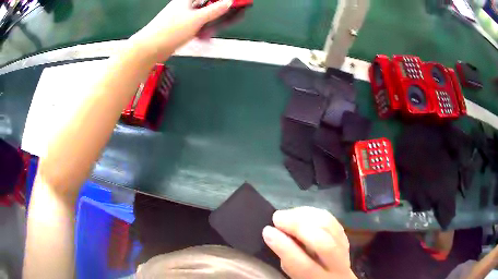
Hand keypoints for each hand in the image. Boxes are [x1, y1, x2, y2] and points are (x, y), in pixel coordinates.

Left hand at [130, 0, 231, 62]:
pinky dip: (199, 30)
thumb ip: (214, 10)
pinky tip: (203, 37)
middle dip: (214, 11)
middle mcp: (181, 7)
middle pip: (202, 5)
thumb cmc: (171, 30)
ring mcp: (177, 18)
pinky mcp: (175, 29)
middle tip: (223, 18)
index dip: (216, 0)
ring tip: (213, 31)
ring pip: (197, 16)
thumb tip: (228, 2)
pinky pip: (192, 26)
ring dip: (207, 23)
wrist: (149, 49)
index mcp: (185, 0)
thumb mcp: (196, 19)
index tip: (226, 4)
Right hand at [262, 207, 355, 278]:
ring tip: (287, 214)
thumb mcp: (293, 277)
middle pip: (323, 244)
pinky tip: (301, 213)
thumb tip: (274, 235)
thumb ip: (287, 260)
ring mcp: (345, 251)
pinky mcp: (346, 237)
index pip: (303, 265)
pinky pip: (333, 221)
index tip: (267, 230)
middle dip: (298, 226)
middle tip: (278, 217)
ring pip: (331, 228)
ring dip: (306, 216)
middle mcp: (337, 267)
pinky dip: (315, 213)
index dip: (284, 246)